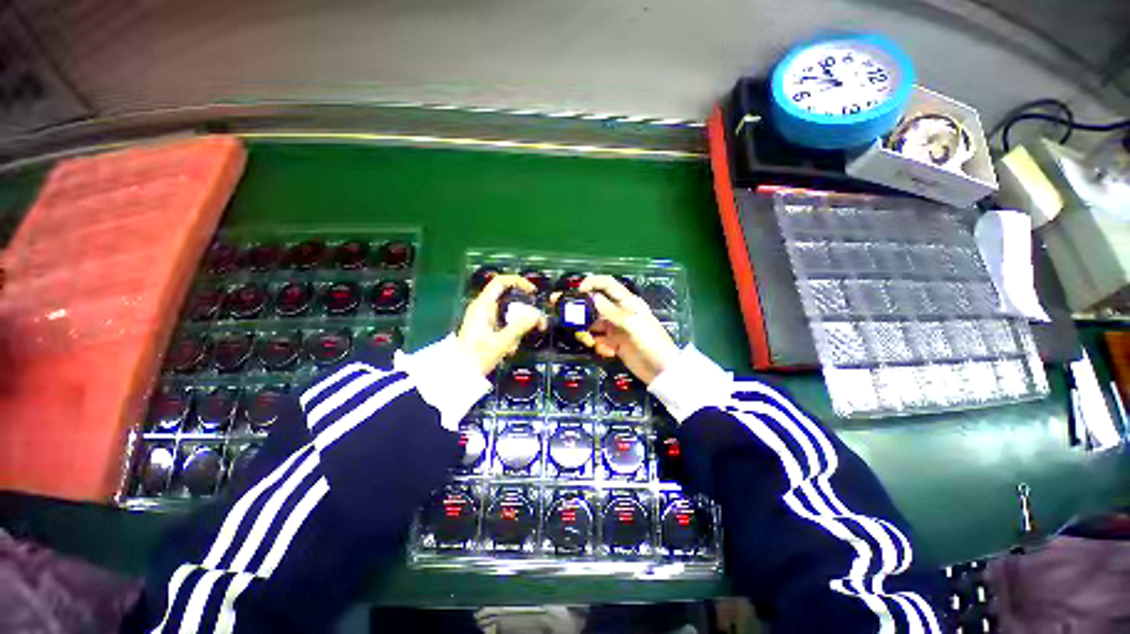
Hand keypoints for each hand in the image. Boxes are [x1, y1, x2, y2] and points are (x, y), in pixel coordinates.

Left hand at [457, 275, 545, 374]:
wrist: (460, 373)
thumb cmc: (477, 356)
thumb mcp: (501, 341)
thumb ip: (520, 326)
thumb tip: (537, 315)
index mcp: (483, 305)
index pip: (501, 281)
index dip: (519, 282)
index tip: (533, 293)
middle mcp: (484, 307)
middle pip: (510, 298)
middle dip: (525, 311)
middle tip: (538, 323)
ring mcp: (485, 317)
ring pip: (510, 313)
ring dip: (519, 326)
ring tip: (517, 343)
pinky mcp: (488, 327)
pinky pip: (506, 323)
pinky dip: (512, 333)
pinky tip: (510, 348)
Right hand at [571, 275, 679, 384]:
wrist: (662, 372)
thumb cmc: (651, 343)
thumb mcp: (631, 324)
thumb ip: (609, 310)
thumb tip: (590, 295)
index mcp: (627, 302)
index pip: (607, 284)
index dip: (591, 283)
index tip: (576, 291)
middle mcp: (619, 313)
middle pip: (594, 305)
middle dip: (579, 308)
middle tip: (559, 310)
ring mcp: (615, 329)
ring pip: (592, 324)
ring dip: (586, 332)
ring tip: (589, 342)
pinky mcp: (613, 344)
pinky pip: (597, 340)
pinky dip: (596, 345)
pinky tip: (605, 352)